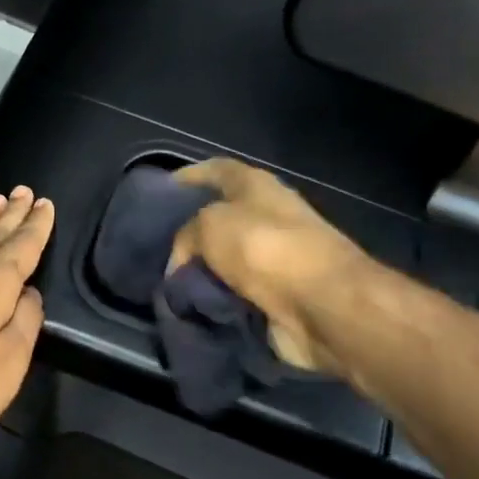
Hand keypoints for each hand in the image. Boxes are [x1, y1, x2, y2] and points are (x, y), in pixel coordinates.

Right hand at [169, 158, 370, 375]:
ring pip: (224, 261)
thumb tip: (180, 263)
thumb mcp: (210, 225)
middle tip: (154, 249)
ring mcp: (274, 258)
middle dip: (188, 233)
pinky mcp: (277, 296)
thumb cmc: (266, 249)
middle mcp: (267, 216)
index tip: (159, 192)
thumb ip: (186, 236)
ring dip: (200, 273)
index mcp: (256, 186)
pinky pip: (234, 295)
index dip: (188, 176)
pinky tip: (190, 309)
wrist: (324, 306)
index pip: (216, 170)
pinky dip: (214, 302)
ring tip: (166, 285)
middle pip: (219, 218)